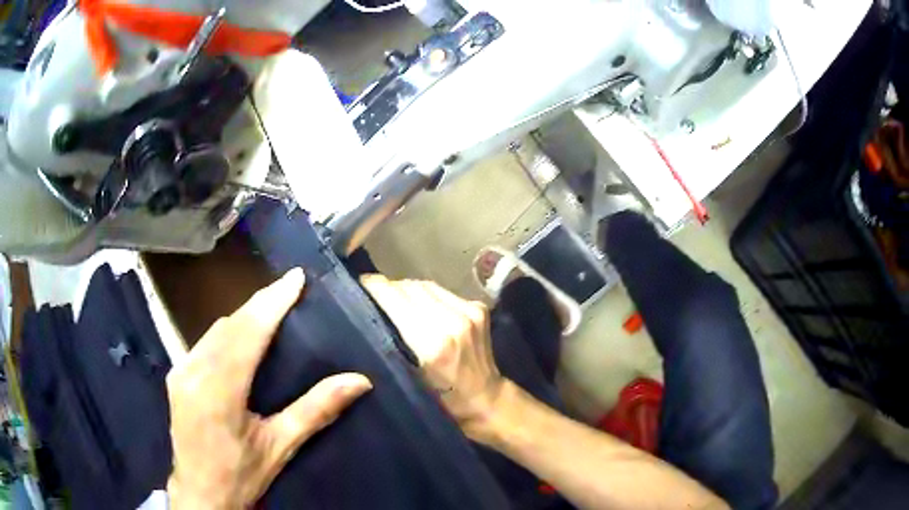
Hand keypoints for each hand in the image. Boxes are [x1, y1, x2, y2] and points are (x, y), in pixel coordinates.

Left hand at [166, 268, 371, 508]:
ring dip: (243, 318)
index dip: (273, 302)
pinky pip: (203, 342)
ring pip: (214, 330)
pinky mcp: (175, 376)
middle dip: (260, 304)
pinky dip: (226, 333)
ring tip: (270, 312)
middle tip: (289, 291)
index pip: (248, 332)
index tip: (295, 277)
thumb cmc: (241, 474)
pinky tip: (240, 340)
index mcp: (219, 390)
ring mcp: (180, 371)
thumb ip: (316, 410)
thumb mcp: (280, 446)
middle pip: (230, 324)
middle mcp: (194, 371)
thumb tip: (358, 381)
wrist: (200, 494)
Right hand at [360, 275, 502, 437]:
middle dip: (388, 288)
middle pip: (409, 287)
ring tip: (394, 300)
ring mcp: (469, 312)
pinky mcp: (478, 308)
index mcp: (432, 344)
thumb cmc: (441, 401)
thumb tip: (367, 313)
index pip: (395, 299)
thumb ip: (388, 346)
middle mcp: (452, 321)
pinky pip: (442, 291)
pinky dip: (426, 295)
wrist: (485, 400)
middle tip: (373, 296)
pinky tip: (420, 307)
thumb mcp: (407, 379)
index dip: (374, 288)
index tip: (358, 286)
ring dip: (406, 290)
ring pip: (425, 285)